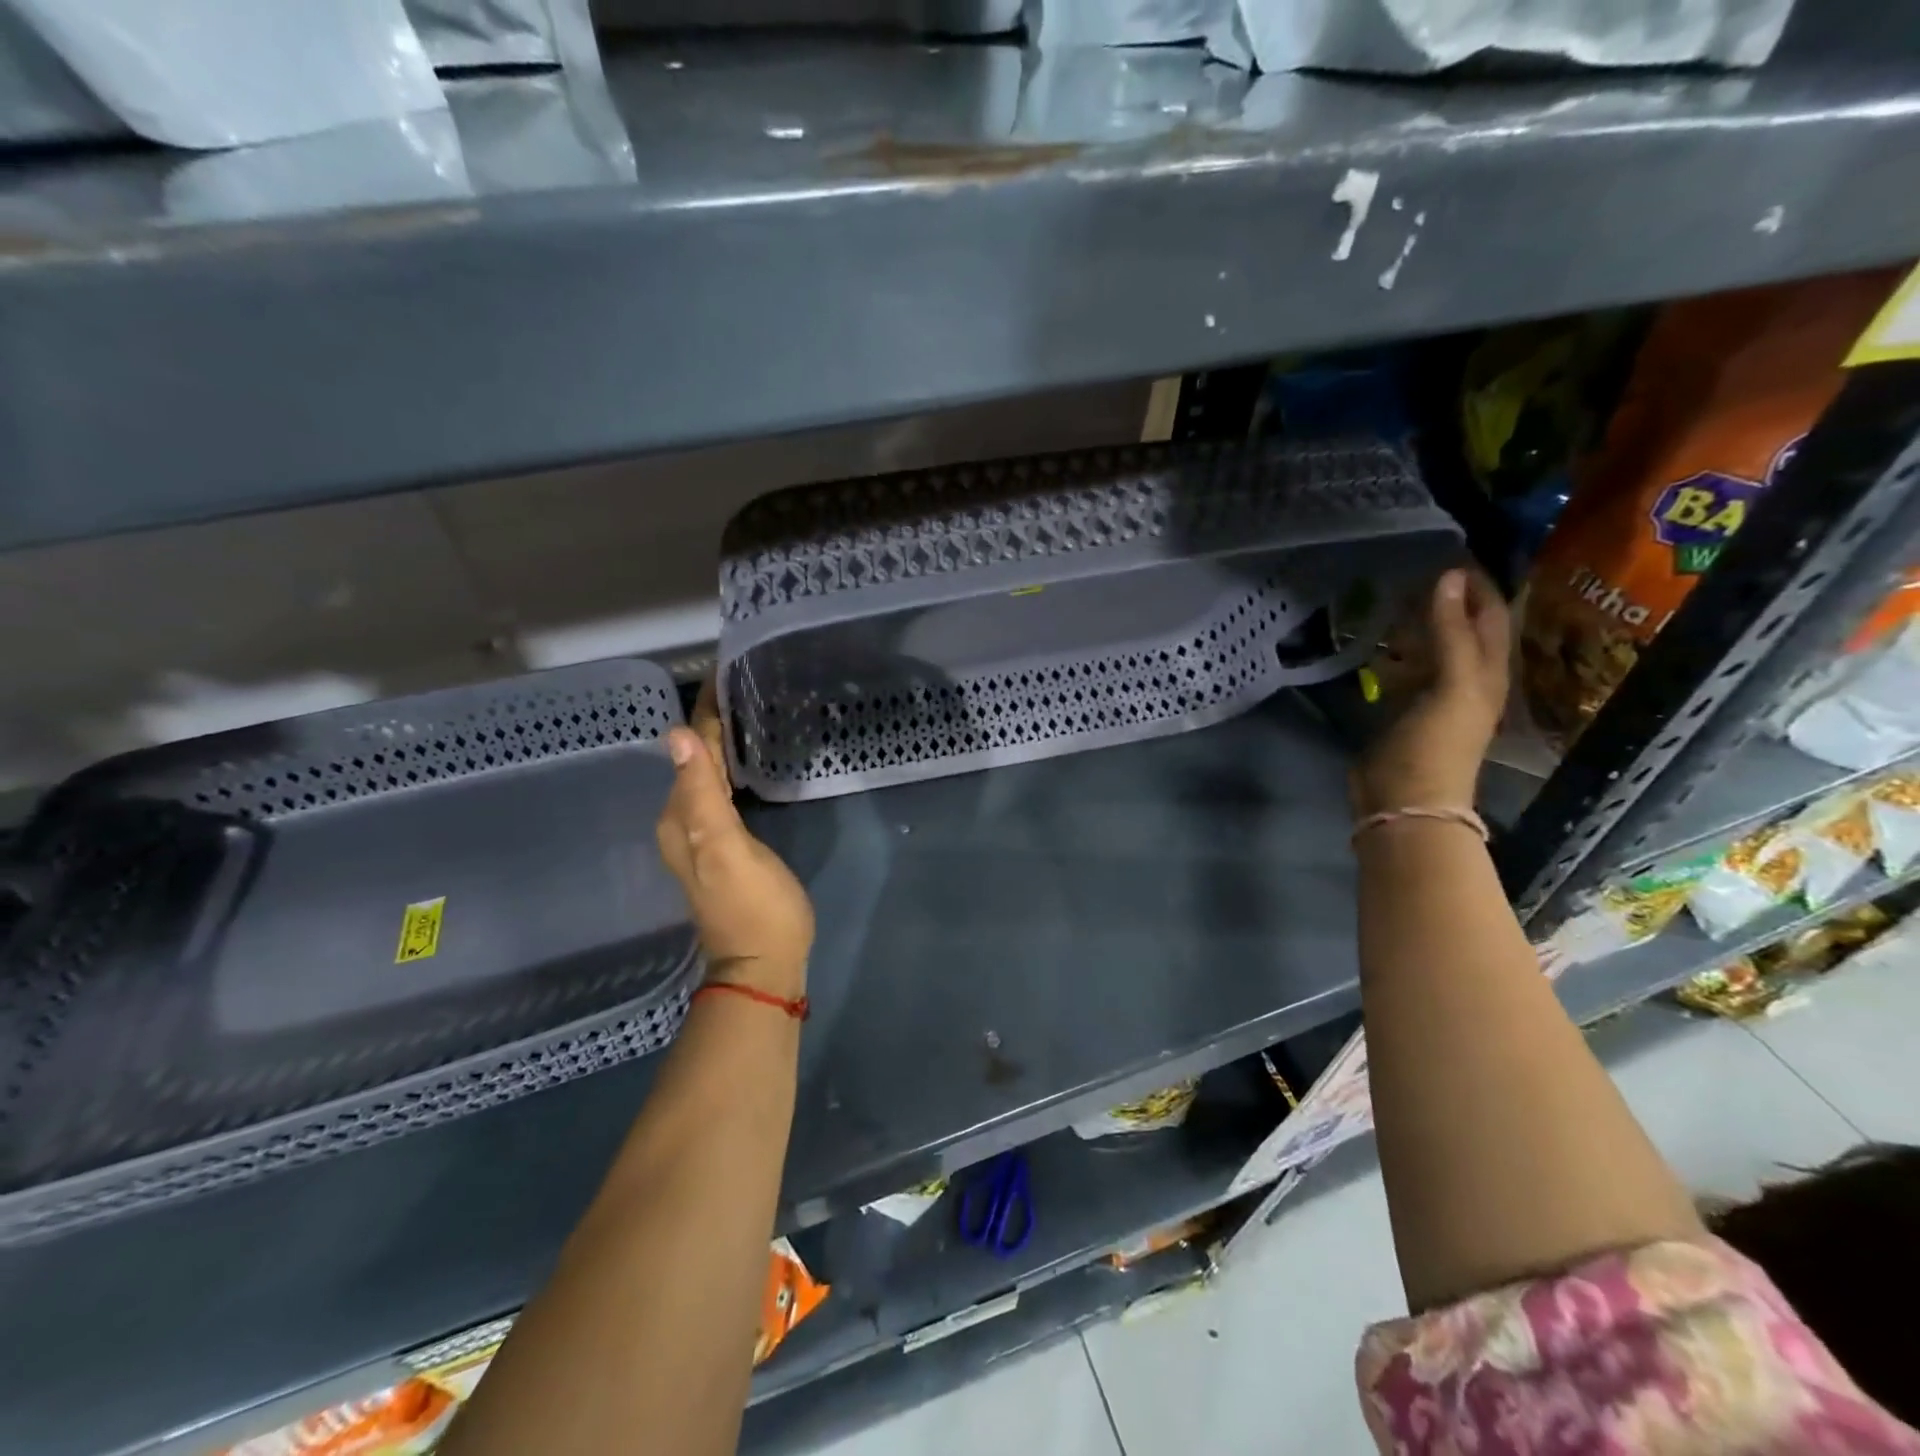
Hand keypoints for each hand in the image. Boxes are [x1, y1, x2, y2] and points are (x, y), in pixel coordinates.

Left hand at [656, 682, 814, 996]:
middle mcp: (683, 822)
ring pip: (705, 775)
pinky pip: (719, 793)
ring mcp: (702, 837)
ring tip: (742, 712)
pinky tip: (742, 764)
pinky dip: (728, 769)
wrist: (764, 964)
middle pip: (694, 759)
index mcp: (682, 816)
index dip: (706, 714)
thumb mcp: (728, 849)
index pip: (690, 751)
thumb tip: (673, 735)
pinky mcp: (723, 847)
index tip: (723, 674)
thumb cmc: (755, 907)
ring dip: (718, 744)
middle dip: (711, 722)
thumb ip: (702, 795)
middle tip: (739, 685)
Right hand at [1351, 568, 1509, 816]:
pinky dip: (1392, 650)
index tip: (1450, 552)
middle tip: (1415, 567)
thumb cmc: (1435, 744)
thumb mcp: (1451, 684)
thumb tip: (1448, 576)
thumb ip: (1450, 631)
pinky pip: (1402, 668)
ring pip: (1429, 647)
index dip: (1478, 585)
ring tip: (1390, 594)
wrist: (1405, 801)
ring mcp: (1431, 695)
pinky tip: (1374, 638)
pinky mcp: (1401, 709)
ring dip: (1415, 622)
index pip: (1490, 615)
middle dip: (1446, 598)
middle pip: (1461, 628)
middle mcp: (1465, 679)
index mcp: (1487, 672)